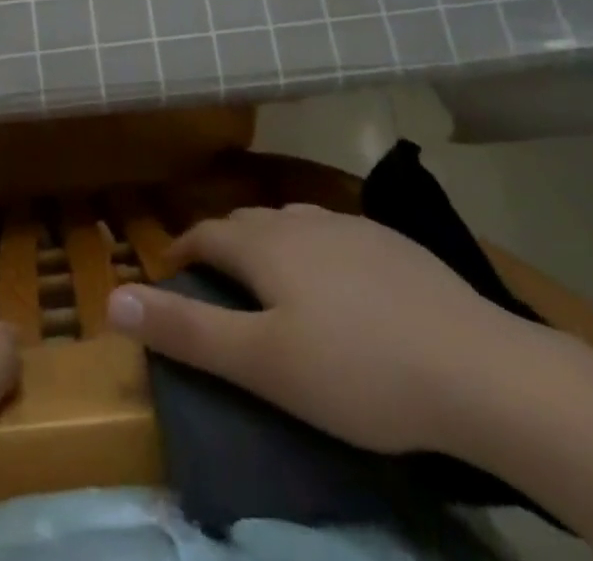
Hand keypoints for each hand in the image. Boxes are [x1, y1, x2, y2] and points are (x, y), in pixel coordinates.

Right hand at [105, 204, 536, 455]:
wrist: (478, 369)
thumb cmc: (358, 371)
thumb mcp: (263, 364)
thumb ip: (187, 331)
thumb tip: (113, 299)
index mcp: (266, 245)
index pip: (207, 234)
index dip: (183, 251)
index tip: (170, 273)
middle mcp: (302, 221)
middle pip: (247, 222)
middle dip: (223, 244)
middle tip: (216, 280)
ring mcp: (352, 226)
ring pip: (292, 223)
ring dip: (269, 242)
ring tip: (271, 276)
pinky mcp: (393, 243)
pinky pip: (334, 235)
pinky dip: (315, 250)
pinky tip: (338, 280)